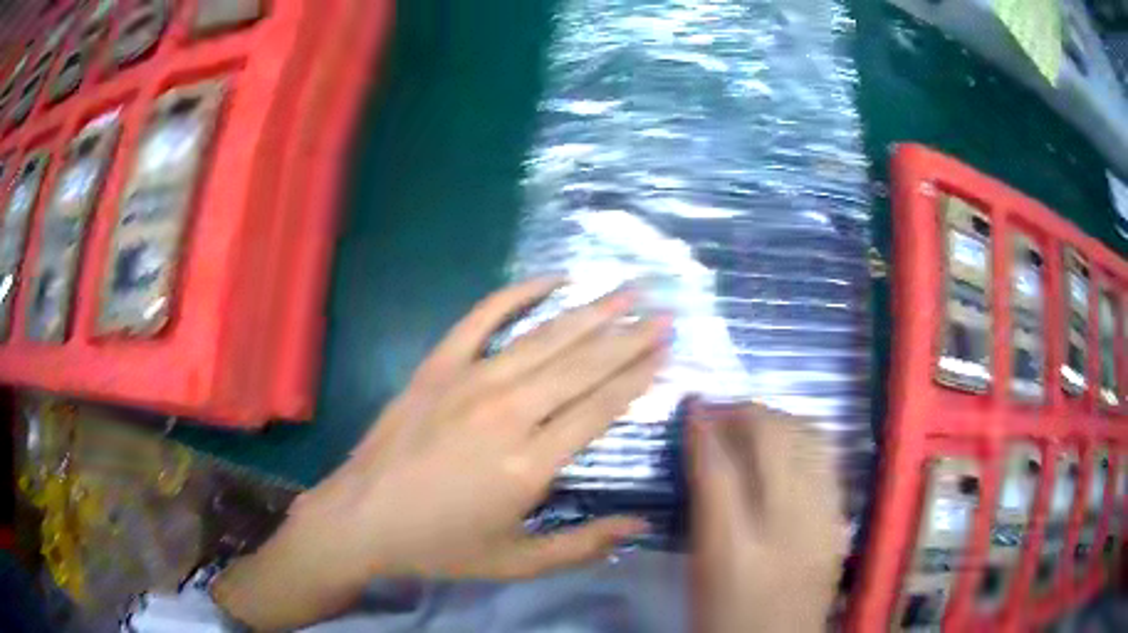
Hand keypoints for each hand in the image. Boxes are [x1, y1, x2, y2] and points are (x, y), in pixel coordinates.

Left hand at [212, 279, 667, 629]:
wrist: (361, 518)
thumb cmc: (439, 545)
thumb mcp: (515, 562)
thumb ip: (582, 545)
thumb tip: (640, 523)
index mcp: (530, 464)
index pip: (600, 408)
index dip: (637, 377)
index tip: (666, 351)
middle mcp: (508, 412)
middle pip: (583, 365)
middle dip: (629, 337)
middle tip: (663, 312)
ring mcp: (470, 380)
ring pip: (545, 338)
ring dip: (592, 313)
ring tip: (628, 291)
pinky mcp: (438, 365)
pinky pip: (483, 316)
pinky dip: (519, 293)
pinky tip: (552, 278)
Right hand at [689, 402, 847, 632]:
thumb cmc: (727, 617)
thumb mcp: (702, 569)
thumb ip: (705, 509)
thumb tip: (703, 454)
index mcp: (735, 551)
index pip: (718, 470)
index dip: (703, 428)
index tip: (693, 404)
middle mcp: (787, 528)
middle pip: (772, 441)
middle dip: (744, 412)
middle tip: (722, 411)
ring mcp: (823, 521)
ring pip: (808, 439)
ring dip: (778, 419)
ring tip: (755, 422)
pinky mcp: (841, 523)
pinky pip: (828, 460)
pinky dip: (804, 439)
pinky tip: (789, 446)